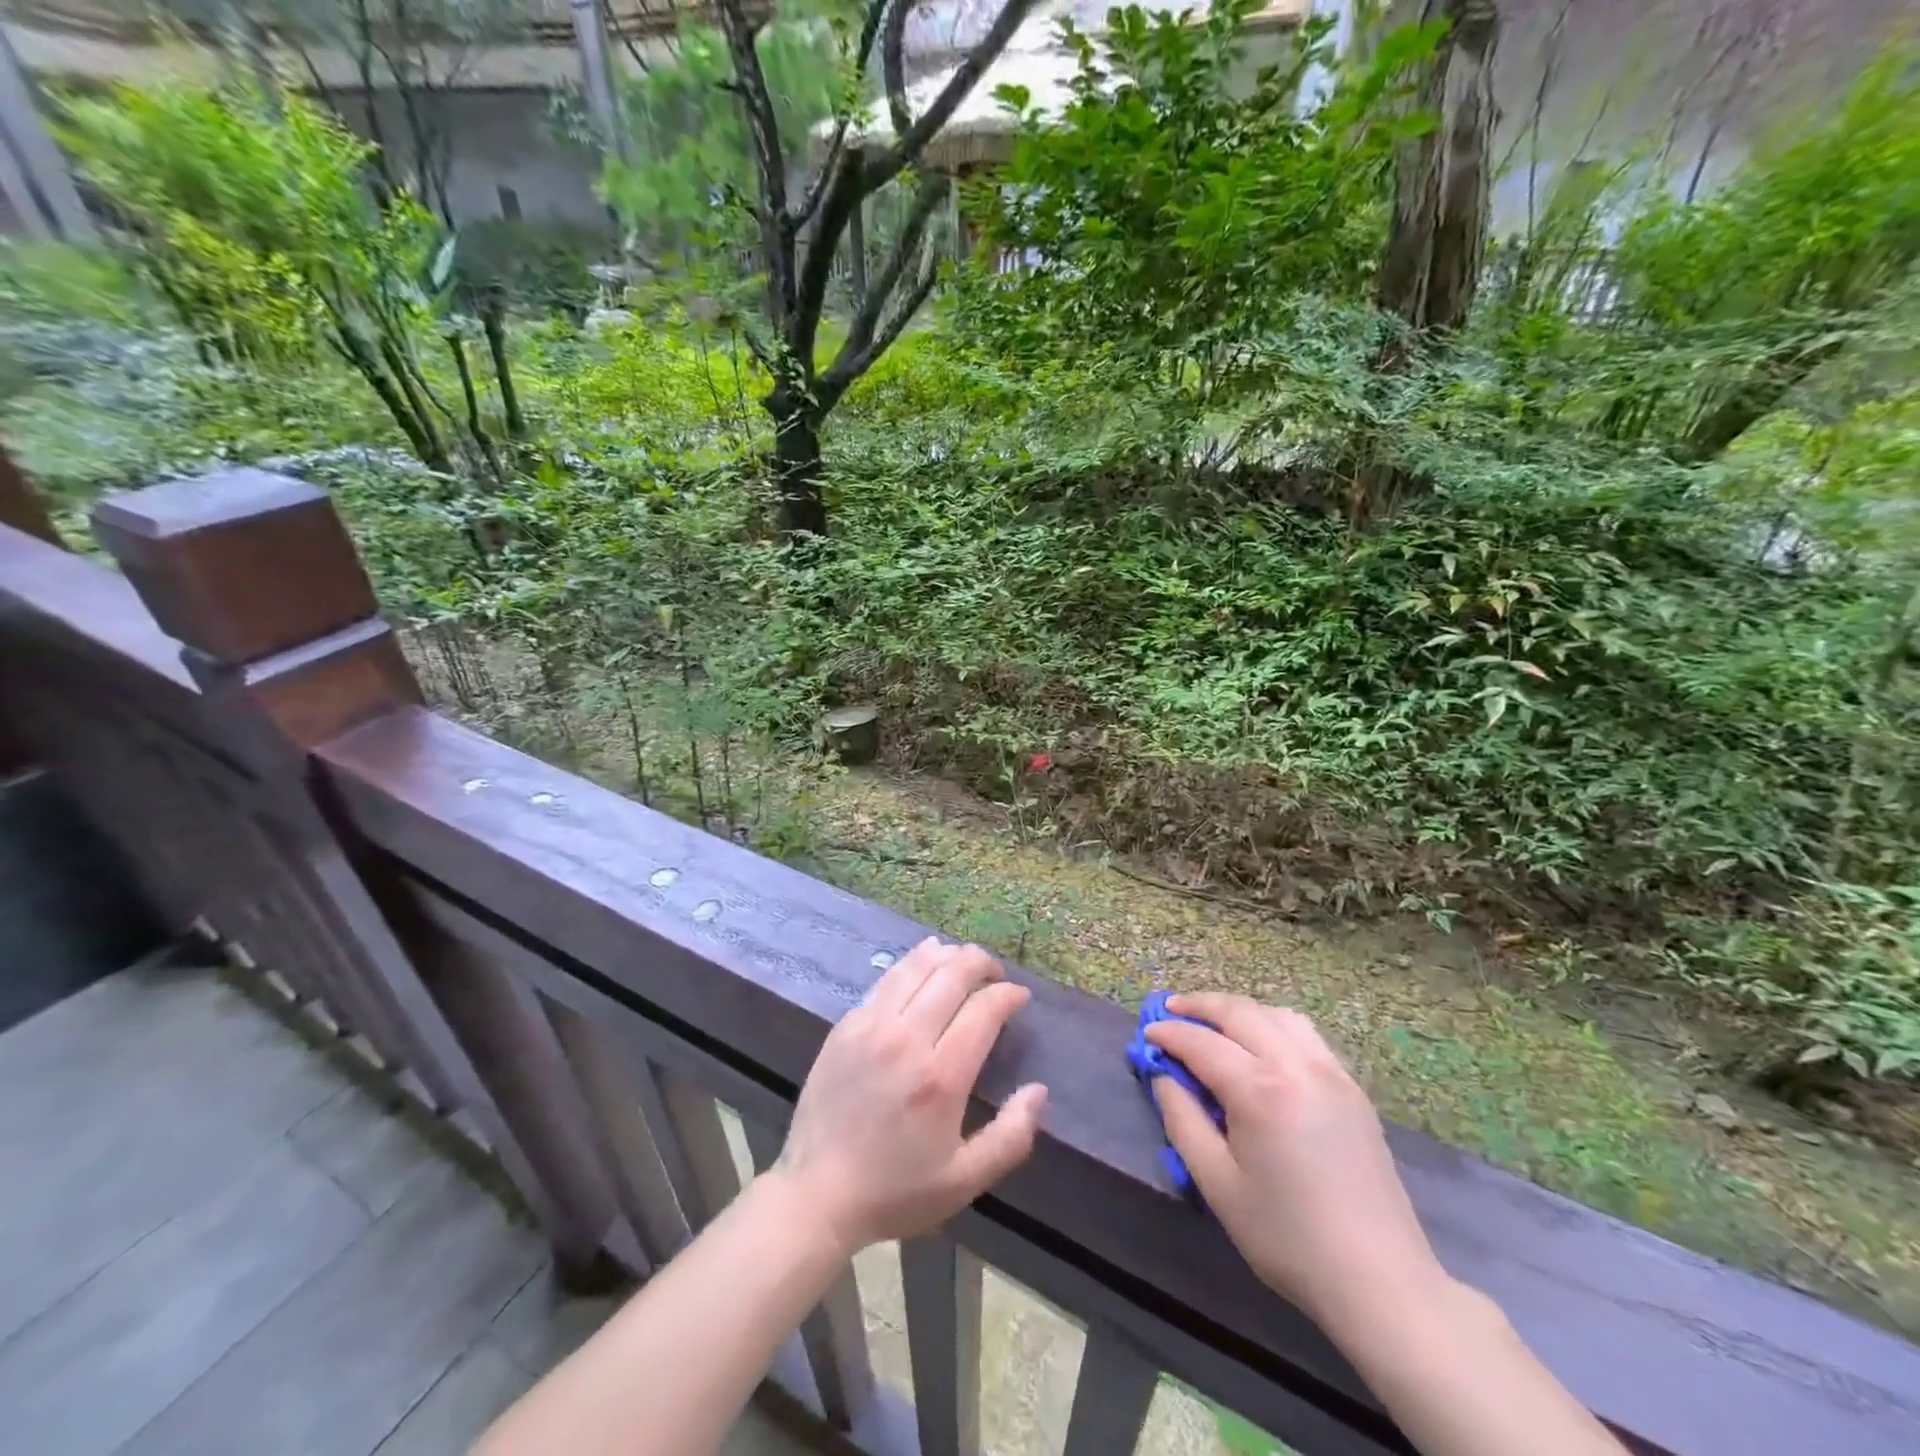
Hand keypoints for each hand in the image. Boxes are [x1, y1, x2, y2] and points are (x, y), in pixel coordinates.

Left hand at [771, 938, 1048, 1254]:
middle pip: (952, 974)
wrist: (816, 1194)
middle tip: (995, 974)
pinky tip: (922, 966)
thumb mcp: (965, 1180)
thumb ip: (1011, 1136)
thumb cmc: (896, 1190)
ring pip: (916, 966)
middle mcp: (906, 1039)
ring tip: (962, 960)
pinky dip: (912, 965)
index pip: (984, 1008)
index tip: (1019, 997)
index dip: (1008, 995)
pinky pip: (886, 980)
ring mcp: (870, 1026)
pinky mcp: (845, 1025)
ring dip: (946, 955)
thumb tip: (1039, 1090)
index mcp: (941, 1077)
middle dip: (982, 963)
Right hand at [1147, 994, 1444, 1333]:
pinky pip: (1305, 1034)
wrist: (1379, 1281)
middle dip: (1199, 1005)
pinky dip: (1272, 1024)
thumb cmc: (1287, 1237)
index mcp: (1261, 1090)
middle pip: (1239, 1013)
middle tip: (1169, 1009)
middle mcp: (1297, 1066)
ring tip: (1213, 1022)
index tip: (1146, 1033)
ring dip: (1238, 1010)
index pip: (1202, 1043)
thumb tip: (1163, 1076)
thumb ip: (1182, 1120)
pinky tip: (1260, 1044)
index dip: (1169, 1034)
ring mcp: (1330, 1073)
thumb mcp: (1217, 1183)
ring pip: (1276, 1015)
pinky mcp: (1351, 1088)